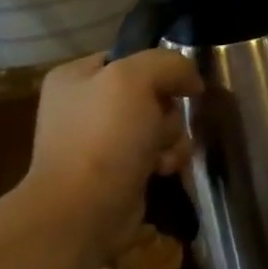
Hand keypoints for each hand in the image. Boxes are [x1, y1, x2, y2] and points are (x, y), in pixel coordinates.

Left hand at [22, 51, 200, 254]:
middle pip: (152, 94)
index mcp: (75, 77)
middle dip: (167, 111)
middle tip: (159, 125)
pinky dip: (165, 161)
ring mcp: (102, 142)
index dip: (158, 70)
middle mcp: (85, 106)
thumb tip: (192, 81)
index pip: (130, 58)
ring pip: (160, 125)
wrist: (84, 210)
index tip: (177, 86)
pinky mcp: (120, 172)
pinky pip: (158, 154)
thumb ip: (169, 64)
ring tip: (161, 155)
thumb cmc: (104, 137)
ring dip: (171, 138)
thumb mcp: (135, 79)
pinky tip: (160, 171)